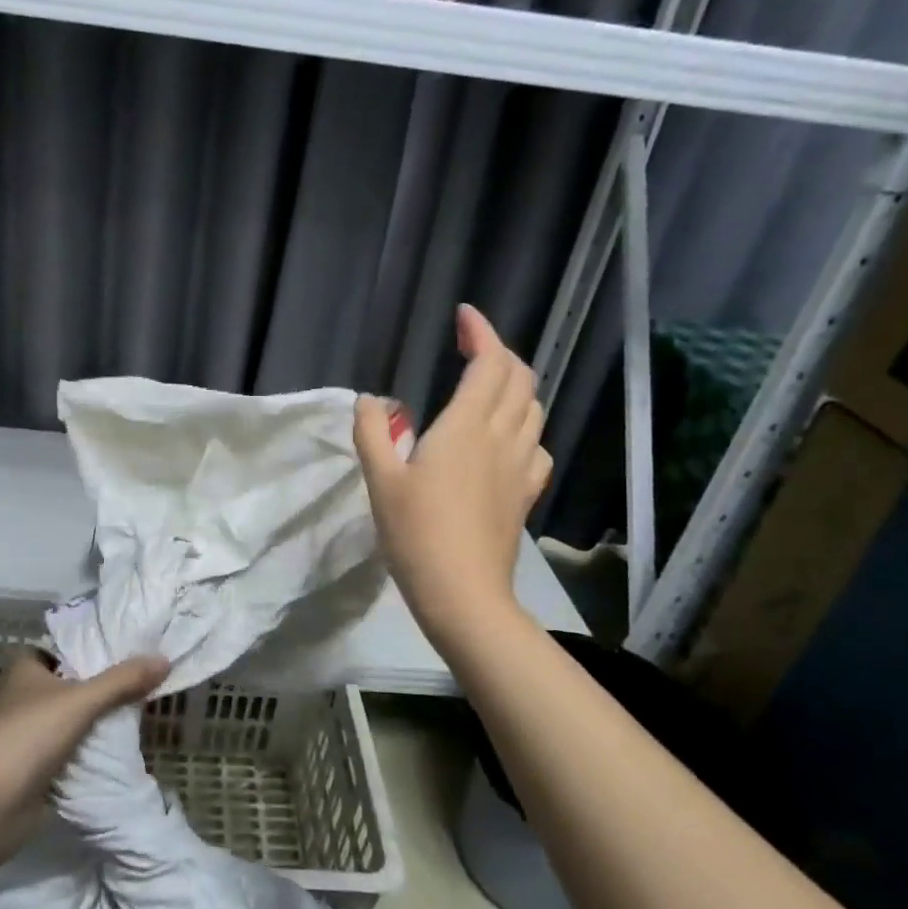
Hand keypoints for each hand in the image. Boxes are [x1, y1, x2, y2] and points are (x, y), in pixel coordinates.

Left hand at [0, 648, 168, 833]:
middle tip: (149, 677)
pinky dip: (94, 748)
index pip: (68, 646)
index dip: (97, 645)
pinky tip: (126, 744)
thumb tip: (165, 658)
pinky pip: (74, 748)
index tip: (134, 645)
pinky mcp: (38, 765)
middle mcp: (27, 695)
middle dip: (107, 684)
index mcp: (27, 668)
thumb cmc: (27, 737)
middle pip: (76, 682)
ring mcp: (31, 732)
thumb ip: (123, 680)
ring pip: (76, 717)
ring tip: (146, 707)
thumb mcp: (80, 701)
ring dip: (102, 718)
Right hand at [355, 304, 552, 653]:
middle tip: (470, 348)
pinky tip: (506, 440)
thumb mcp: (380, 480)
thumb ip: (372, 433)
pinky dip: (525, 426)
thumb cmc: (416, 533)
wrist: (462, 592)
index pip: (489, 363)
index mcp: (466, 427)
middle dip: (499, 352)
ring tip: (488, 386)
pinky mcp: (525, 493)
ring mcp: (521, 466)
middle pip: (519, 378)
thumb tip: (370, 401)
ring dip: (515, 385)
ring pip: (533, 408)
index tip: (464, 316)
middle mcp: (502, 437)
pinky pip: (537, 444)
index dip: (481, 332)